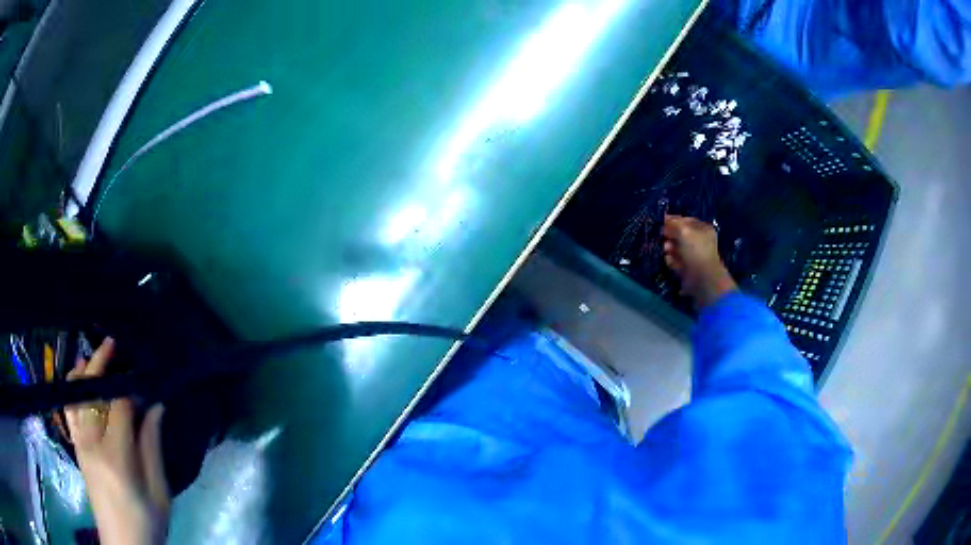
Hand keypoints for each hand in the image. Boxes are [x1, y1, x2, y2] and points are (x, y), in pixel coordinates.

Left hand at [65, 338, 168, 544]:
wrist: (123, 544)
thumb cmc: (146, 522)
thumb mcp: (159, 492)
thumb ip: (152, 447)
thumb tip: (155, 406)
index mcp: (116, 457)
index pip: (118, 406)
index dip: (131, 388)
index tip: (145, 381)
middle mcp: (91, 443)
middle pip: (89, 391)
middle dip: (100, 363)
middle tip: (113, 344)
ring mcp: (80, 444)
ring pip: (74, 396)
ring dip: (82, 372)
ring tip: (93, 357)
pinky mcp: (77, 449)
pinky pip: (70, 410)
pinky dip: (73, 390)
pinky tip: (81, 383)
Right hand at [663, 215, 737, 308]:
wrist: (702, 279)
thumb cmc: (696, 251)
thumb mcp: (684, 231)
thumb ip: (673, 224)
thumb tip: (664, 221)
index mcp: (703, 229)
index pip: (685, 220)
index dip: (673, 220)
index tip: (661, 222)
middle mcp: (698, 241)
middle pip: (679, 234)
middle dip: (669, 235)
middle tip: (663, 237)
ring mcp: (692, 255)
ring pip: (675, 247)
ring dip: (668, 248)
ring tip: (666, 250)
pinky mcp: (686, 267)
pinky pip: (674, 260)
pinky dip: (671, 260)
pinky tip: (670, 261)